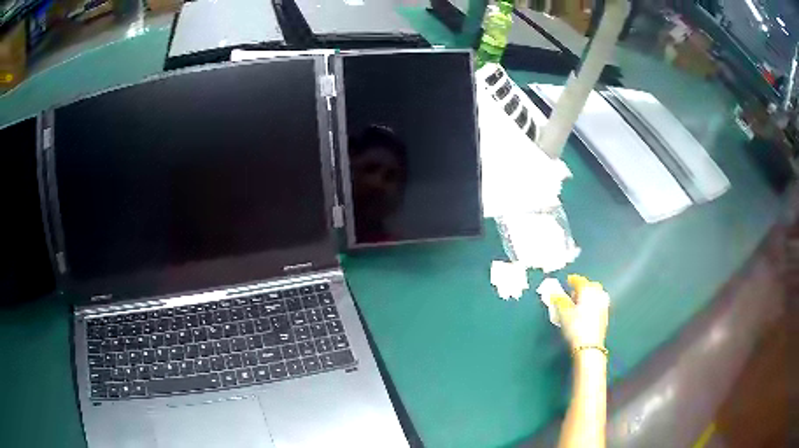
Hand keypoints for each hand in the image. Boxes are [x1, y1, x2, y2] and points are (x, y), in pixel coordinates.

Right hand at [554, 275, 608, 348]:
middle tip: (573, 292)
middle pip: (591, 285)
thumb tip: (553, 292)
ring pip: (596, 294)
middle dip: (582, 286)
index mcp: (587, 290)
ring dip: (588, 295)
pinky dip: (592, 303)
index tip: (567, 281)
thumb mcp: (563, 312)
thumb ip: (558, 300)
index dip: (572, 280)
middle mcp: (598, 294)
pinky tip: (586, 312)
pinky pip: (598, 303)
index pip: (580, 280)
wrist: (589, 346)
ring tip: (579, 302)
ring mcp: (603, 305)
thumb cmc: (575, 326)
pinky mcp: (605, 316)